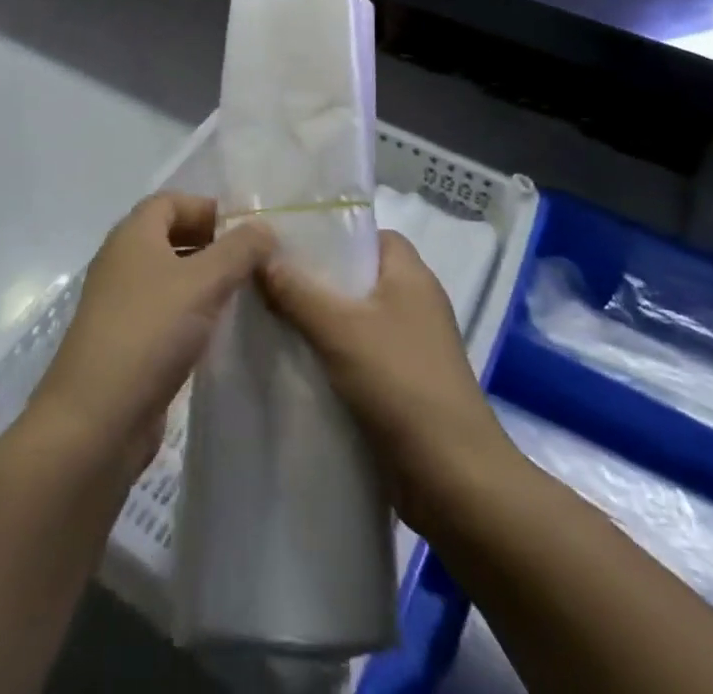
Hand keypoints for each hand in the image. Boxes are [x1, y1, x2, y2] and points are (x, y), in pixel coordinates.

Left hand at [29, 194, 273, 479]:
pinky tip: (217, 333)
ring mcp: (120, 305)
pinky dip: (190, 313)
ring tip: (242, 295)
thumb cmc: (149, 334)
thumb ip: (240, 250)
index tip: (244, 230)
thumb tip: (264, 227)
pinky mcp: (124, 344)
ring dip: (203, 280)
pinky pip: (163, 313)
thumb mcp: (205, 283)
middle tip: (250, 262)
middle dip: (210, 243)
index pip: (170, 201)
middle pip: (169, 236)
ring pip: (168, 277)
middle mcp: (121, 263)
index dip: (206, 207)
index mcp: (132, 236)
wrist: (94, 422)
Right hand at [260, 229, 511, 530]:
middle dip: (313, 278)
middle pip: (356, 275)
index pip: (366, 233)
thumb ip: (297, 291)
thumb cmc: (401, 384)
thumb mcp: (340, 330)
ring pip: (353, 317)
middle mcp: (413, 301)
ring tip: (267, 317)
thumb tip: (259, 254)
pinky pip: (357, 354)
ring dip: (317, 320)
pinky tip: (292, 362)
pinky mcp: (402, 384)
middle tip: (264, 278)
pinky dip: (329, 354)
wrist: (453, 480)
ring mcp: (409, 344)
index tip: (284, 240)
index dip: (329, 232)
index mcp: (410, 273)